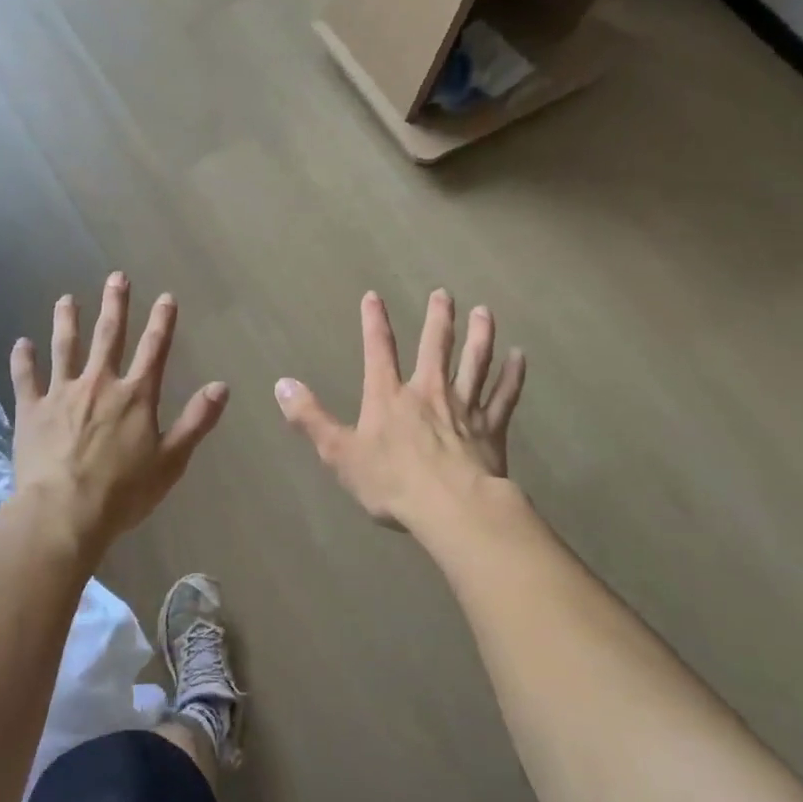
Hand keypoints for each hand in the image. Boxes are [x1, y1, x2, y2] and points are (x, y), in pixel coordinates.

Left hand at [10, 272, 228, 557]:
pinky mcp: (32, 410)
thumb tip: (222, 386)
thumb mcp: (171, 460)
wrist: (64, 512)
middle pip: (109, 336)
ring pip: (65, 347)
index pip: (154, 349)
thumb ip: (197, 420)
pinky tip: (21, 343)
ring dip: (67, 321)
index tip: (166, 297)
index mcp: (136, 396)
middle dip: (115, 305)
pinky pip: (26, 378)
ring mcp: (62, 393)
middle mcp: (100, 384)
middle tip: (116, 277)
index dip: (162, 321)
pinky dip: (23, 359)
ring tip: (66, 299)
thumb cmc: (124, 492)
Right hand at [275, 290, 524, 532]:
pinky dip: (512, 376)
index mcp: (389, 397)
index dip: (374, 322)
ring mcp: (464, 408)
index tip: (374, 296)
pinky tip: (520, 358)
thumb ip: (311, 418)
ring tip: (484, 312)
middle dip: (438, 318)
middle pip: (435, 346)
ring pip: (474, 362)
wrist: (451, 508)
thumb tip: (282, 384)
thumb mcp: (339, 453)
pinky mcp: (491, 429)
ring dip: (480, 336)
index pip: (378, 350)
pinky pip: (504, 396)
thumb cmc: (391, 483)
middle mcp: (428, 392)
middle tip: (443, 293)